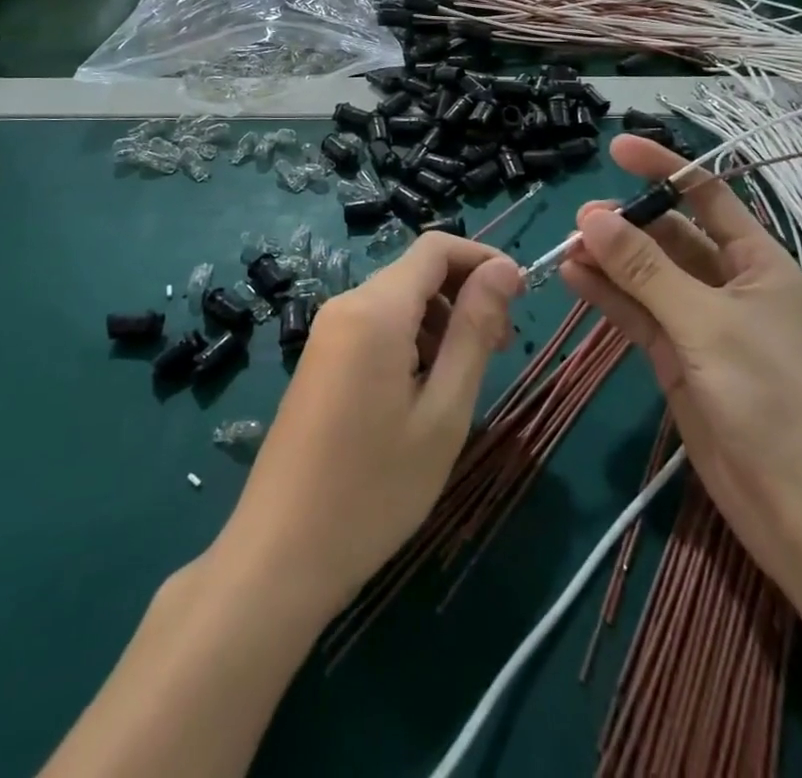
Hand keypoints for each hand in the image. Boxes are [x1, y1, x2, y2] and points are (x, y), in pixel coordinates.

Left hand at [215, 234, 522, 616]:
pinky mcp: (321, 359)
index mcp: (375, 309)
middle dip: (465, 295)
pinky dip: (412, 340)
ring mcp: (327, 332)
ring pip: (398, 301)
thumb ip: (474, 331)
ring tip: (466, 378)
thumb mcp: (443, 412)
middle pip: (417, 272)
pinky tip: (424, 391)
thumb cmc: (375, 488)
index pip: (436, 248)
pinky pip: (376, 327)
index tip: (520, 297)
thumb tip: (504, 269)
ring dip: (442, 321)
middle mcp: (346, 305)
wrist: (281, 554)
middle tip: (500, 349)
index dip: (483, 259)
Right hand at [560, 136, 801, 599]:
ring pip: (648, 276)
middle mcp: (729, 286)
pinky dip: (609, 296)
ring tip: (567, 248)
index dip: (664, 170)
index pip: (707, 197)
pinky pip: (638, 314)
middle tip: (579, 221)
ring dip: (611, 260)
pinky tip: (575, 279)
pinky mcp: (678, 359)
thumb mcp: (706, 324)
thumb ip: (645, 269)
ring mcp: (701, 324)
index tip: (616, 149)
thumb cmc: (771, 399)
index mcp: (758, 263)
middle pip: (671, 237)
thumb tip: (591, 216)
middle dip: (628, 223)